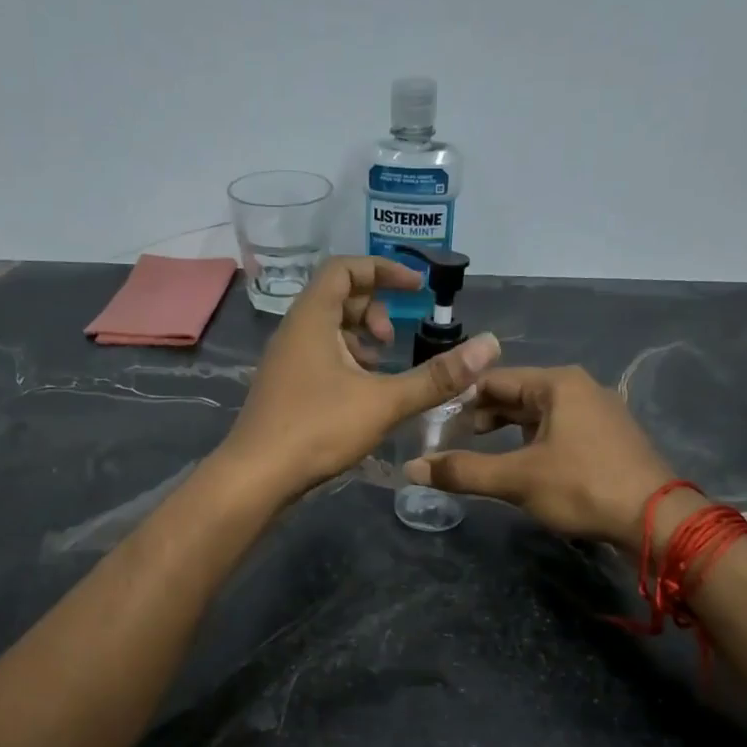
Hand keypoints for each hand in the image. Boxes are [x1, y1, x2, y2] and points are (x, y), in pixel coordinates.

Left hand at [220, 257, 500, 497]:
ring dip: (360, 340)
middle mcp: (294, 332)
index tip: (417, 289)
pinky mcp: (285, 390)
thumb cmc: (317, 429)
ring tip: (383, 368)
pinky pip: (319, 358)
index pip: (345, 268)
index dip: (383, 270)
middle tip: (394, 340)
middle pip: (336, 298)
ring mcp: (286, 362)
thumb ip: (436, 377)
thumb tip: (489, 346)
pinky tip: (362, 396)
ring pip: (327, 331)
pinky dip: (346, 363)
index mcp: (312, 319)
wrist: (256, 477)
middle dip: (373, 309)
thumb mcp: (384, 401)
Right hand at [403, 365, 697, 550]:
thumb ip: (463, 471)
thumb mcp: (517, 479)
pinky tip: (522, 467)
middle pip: (517, 396)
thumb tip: (412, 469)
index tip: (435, 425)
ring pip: (539, 415)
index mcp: (557, 383)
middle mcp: (579, 388)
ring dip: (508, 433)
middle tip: (452, 444)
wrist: (655, 521)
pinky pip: (559, 431)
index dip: (460, 400)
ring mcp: (598, 412)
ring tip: (481, 457)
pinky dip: (534, 443)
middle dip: (483, 418)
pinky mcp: (608, 438)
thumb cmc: (582, 487)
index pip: (494, 380)